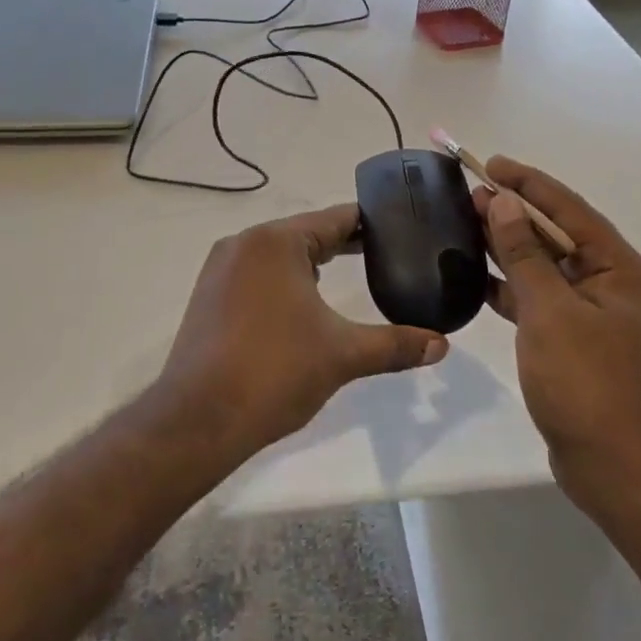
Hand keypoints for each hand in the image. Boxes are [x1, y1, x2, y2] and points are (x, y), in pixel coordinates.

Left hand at [153, 203, 449, 459]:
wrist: (198, 421)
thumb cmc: (275, 372)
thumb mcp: (343, 355)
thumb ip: (395, 345)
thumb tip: (442, 345)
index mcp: (276, 242)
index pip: (336, 219)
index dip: (371, 225)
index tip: (402, 231)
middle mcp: (244, 244)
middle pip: (306, 233)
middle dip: (344, 245)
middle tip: (387, 257)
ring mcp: (220, 269)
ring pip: (279, 255)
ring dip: (312, 263)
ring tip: (350, 277)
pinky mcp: (208, 296)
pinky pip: (256, 274)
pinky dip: (284, 281)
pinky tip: (303, 305)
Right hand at [477, 158, 640, 502]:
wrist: (609, 463)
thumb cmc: (585, 381)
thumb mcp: (549, 310)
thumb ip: (524, 254)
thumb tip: (502, 203)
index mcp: (616, 266)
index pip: (568, 209)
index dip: (529, 183)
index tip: (491, 163)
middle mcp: (607, 281)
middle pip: (554, 233)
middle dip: (513, 212)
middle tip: (470, 191)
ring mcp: (587, 311)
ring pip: (541, 264)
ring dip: (507, 245)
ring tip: (468, 222)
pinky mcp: (568, 337)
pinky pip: (535, 296)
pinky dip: (508, 285)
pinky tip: (476, 276)